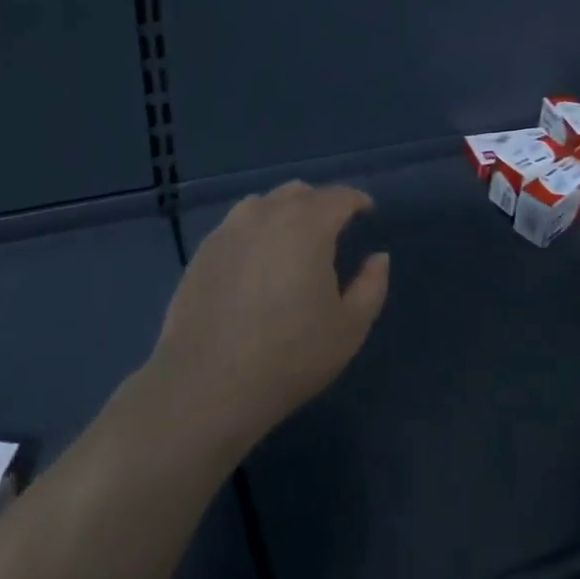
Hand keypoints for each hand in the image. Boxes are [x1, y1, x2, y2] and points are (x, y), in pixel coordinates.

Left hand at [137, 182, 389, 460]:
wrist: (207, 385)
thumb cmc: (290, 356)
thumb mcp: (349, 327)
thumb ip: (371, 286)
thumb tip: (377, 258)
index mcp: (307, 226)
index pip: (337, 197)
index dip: (356, 200)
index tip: (366, 211)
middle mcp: (265, 216)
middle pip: (297, 193)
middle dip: (320, 203)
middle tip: (332, 228)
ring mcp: (227, 232)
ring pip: (262, 204)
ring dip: (283, 212)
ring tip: (292, 240)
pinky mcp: (201, 254)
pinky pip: (235, 227)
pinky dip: (254, 232)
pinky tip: (256, 260)